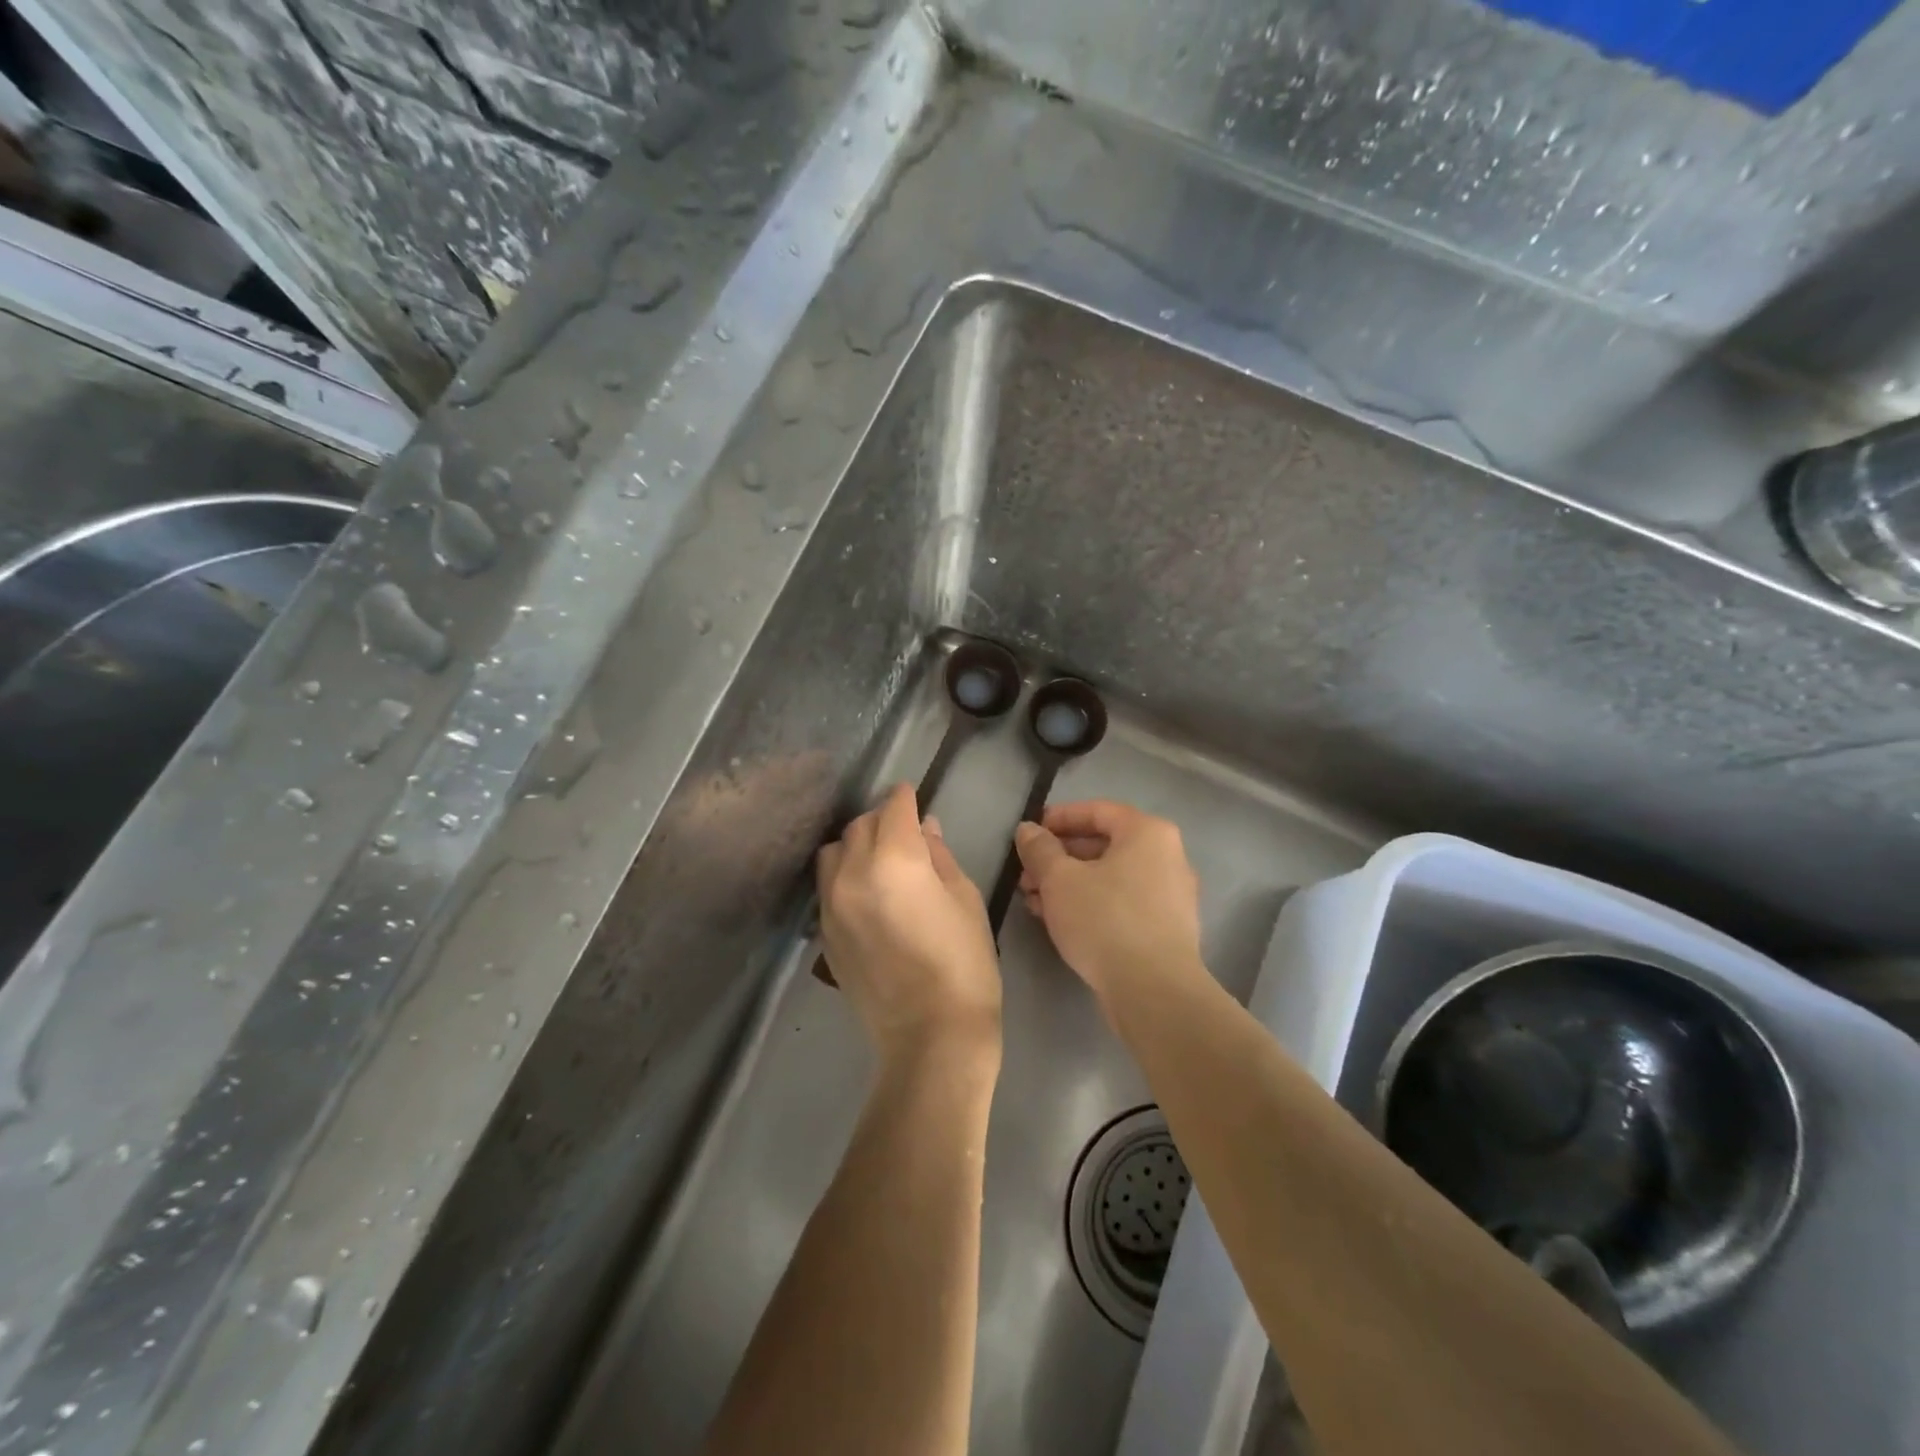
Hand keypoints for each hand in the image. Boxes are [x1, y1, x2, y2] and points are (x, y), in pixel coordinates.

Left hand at [817, 783, 1002, 1065]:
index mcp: (895, 859)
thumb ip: (939, 856)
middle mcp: (853, 872)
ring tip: (879, 860)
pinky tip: (866, 891)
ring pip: (835, 850)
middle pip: (860, 825)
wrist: (930, 1036)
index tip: (912, 796)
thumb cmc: (964, 964)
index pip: (894, 808)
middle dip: (882, 820)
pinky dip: (844, 874)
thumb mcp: (965, 899)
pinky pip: (827, 884)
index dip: (905, 798)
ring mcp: (831, 903)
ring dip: (856, 844)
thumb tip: (925, 828)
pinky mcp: (824, 931)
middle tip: (904, 832)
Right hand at [1015, 800, 1203, 1001]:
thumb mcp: (1059, 879)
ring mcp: (1170, 895)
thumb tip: (1028, 830)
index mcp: (1148, 833)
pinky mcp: (1166, 929)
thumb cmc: (1105, 920)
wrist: (1154, 991)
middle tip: (1026, 873)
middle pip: (1104, 845)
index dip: (1059, 818)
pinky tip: (1059, 921)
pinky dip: (1091, 904)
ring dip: (1070, 884)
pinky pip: (1122, 903)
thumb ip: (1040, 849)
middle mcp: (1167, 857)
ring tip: (1033, 900)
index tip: (1029, 832)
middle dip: (1059, 857)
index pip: (1098, 811)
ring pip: (1110, 877)